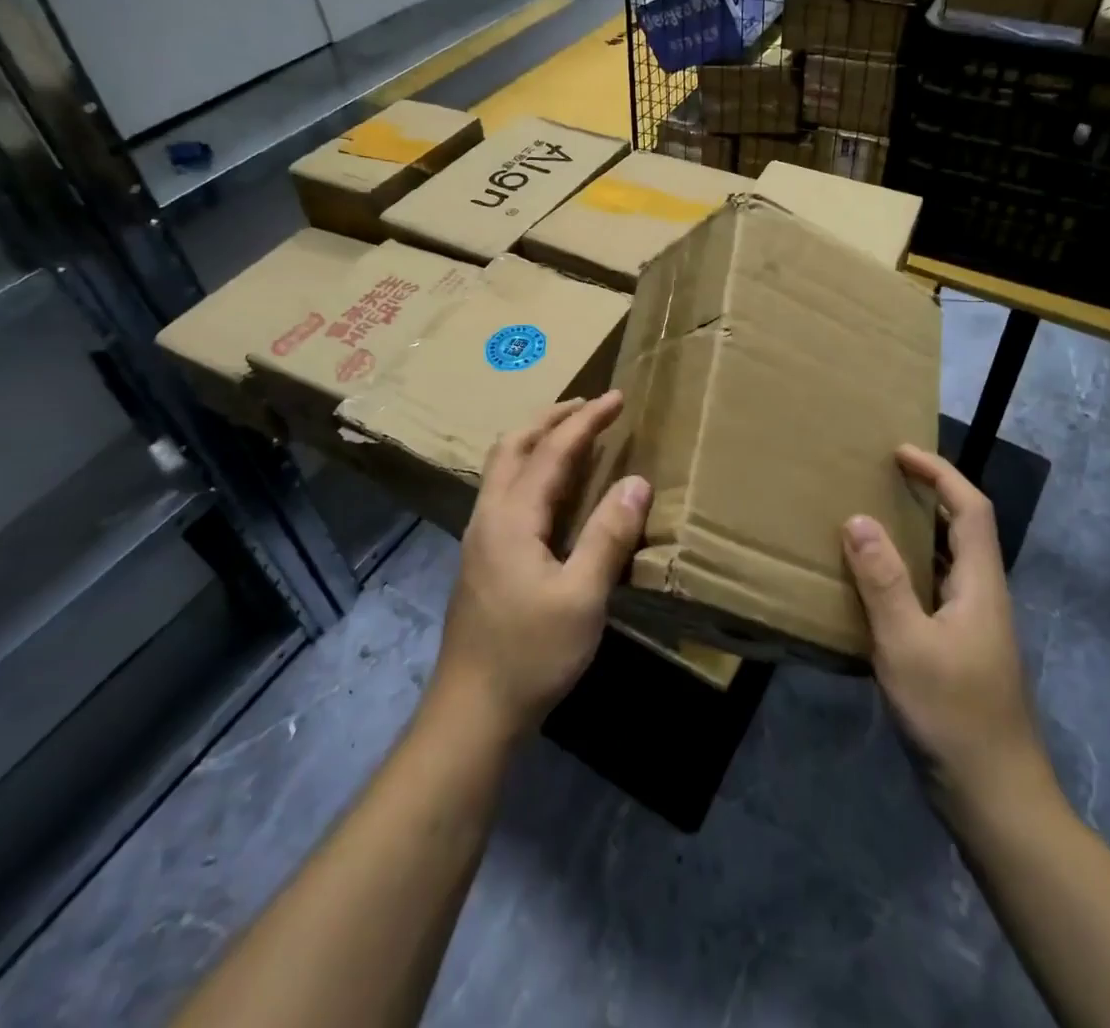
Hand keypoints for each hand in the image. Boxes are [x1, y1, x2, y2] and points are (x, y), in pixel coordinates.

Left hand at [430, 392, 649, 740]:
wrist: (472, 711)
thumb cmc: (531, 654)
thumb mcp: (582, 597)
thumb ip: (608, 536)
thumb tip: (636, 481)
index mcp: (511, 517)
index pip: (552, 450)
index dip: (587, 421)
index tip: (618, 398)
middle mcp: (488, 515)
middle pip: (513, 445)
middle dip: (551, 418)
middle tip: (590, 406)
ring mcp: (480, 536)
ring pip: (503, 466)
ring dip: (537, 440)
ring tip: (572, 434)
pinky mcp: (482, 557)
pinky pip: (505, 490)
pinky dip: (531, 468)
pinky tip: (551, 488)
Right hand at [843, 445, 1053, 835]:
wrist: (996, 800)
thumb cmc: (953, 716)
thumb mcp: (907, 644)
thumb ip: (882, 581)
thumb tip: (858, 519)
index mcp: (980, 585)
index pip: (971, 509)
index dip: (940, 473)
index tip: (900, 453)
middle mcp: (982, 597)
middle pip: (963, 529)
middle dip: (928, 495)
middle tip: (879, 480)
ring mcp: (973, 628)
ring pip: (946, 563)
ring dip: (915, 534)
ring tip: (869, 520)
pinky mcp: (959, 652)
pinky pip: (932, 592)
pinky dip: (905, 573)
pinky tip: (872, 586)